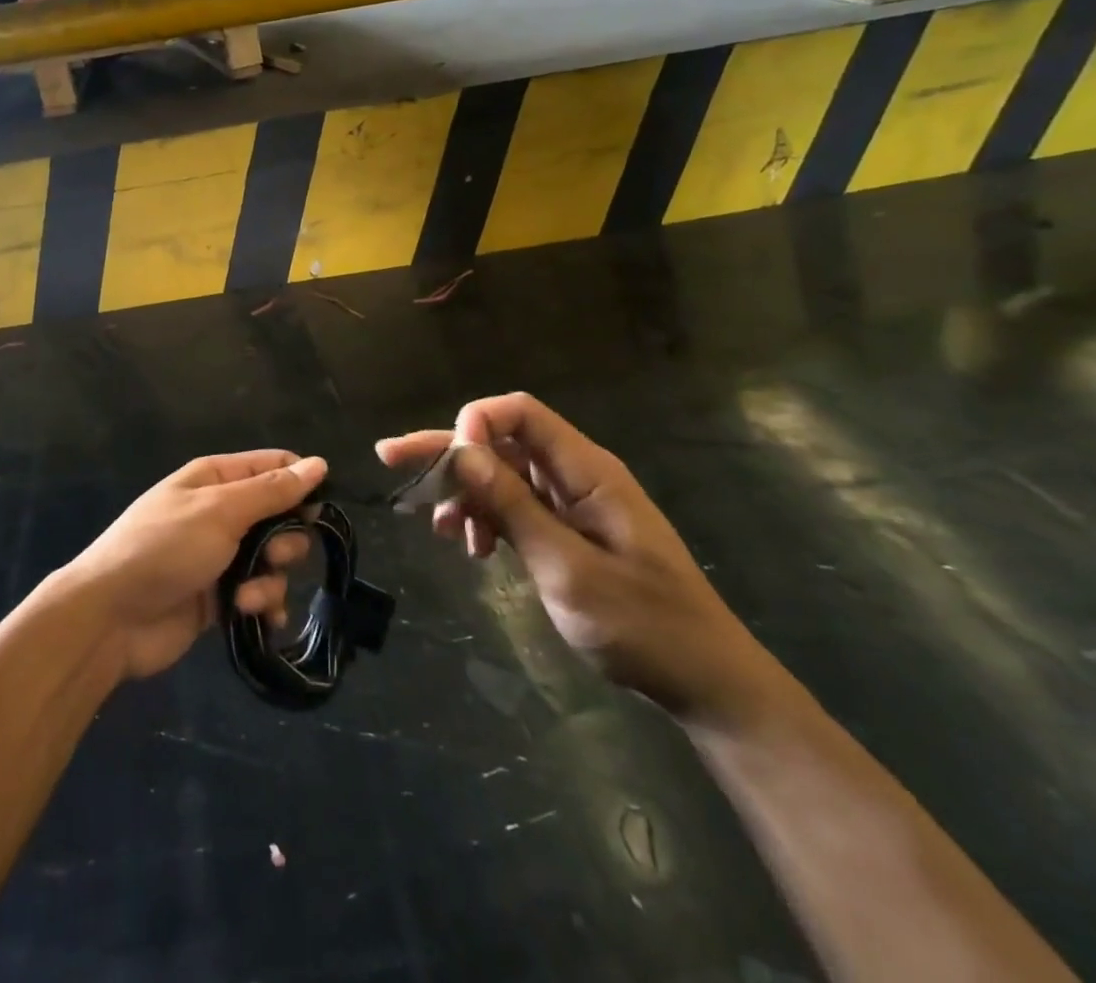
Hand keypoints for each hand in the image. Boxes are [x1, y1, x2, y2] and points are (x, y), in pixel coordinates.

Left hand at [60, 451, 324, 680]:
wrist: (112, 617)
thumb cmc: (165, 548)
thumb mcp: (220, 511)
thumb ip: (271, 491)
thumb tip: (319, 464)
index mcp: (216, 479)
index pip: (273, 467)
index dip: (301, 483)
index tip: (319, 508)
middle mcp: (220, 513)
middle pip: (280, 517)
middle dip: (286, 540)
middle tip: (271, 555)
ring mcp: (220, 557)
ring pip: (274, 561)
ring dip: (270, 580)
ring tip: (246, 597)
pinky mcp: (220, 598)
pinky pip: (259, 595)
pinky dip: (263, 607)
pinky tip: (256, 618)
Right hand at [378, 394, 779, 725]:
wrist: (704, 683)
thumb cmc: (643, 625)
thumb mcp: (568, 568)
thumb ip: (513, 507)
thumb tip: (461, 451)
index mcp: (586, 470)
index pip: (519, 414)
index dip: (476, 424)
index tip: (447, 463)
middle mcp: (574, 476)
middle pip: (500, 442)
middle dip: (447, 451)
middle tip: (391, 459)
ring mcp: (570, 504)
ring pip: (501, 475)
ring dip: (464, 493)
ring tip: (438, 529)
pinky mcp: (566, 531)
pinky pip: (513, 506)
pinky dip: (484, 518)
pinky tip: (469, 546)